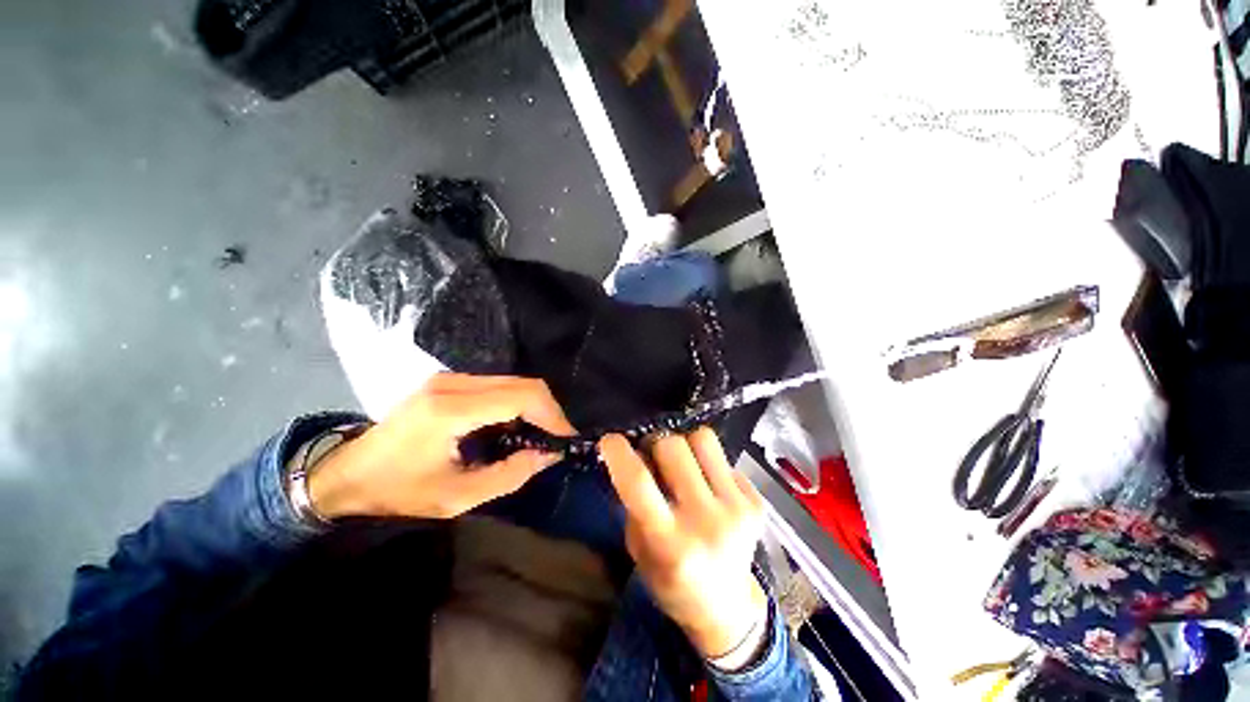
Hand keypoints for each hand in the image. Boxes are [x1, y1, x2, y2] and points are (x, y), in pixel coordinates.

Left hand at [308, 373, 574, 519]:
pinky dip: (514, 403)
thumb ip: (509, 475)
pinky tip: (513, 425)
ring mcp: (448, 378)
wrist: (344, 476)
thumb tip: (547, 455)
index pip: (522, 395)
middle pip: (522, 383)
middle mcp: (453, 383)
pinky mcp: (447, 381)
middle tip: (555, 438)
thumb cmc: (397, 491)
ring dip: (532, 406)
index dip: (552, 414)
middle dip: (547, 410)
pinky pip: (496, 385)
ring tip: (538, 434)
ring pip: (511, 382)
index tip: (565, 439)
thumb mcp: (456, 497)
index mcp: (452, 409)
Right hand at [599, 428, 767, 660]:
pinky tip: (707, 485)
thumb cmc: (671, 582)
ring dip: (685, 444)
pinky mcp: (757, 502)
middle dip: (655, 445)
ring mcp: (737, 510)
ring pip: (703, 438)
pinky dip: (707, 462)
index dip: (619, 453)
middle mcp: (707, 523)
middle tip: (652, 457)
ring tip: (682, 464)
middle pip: (672, 447)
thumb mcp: (639, 549)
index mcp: (670, 545)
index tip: (610, 440)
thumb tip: (635, 455)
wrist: (727, 608)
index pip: (639, 483)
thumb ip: (635, 503)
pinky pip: (724, 456)